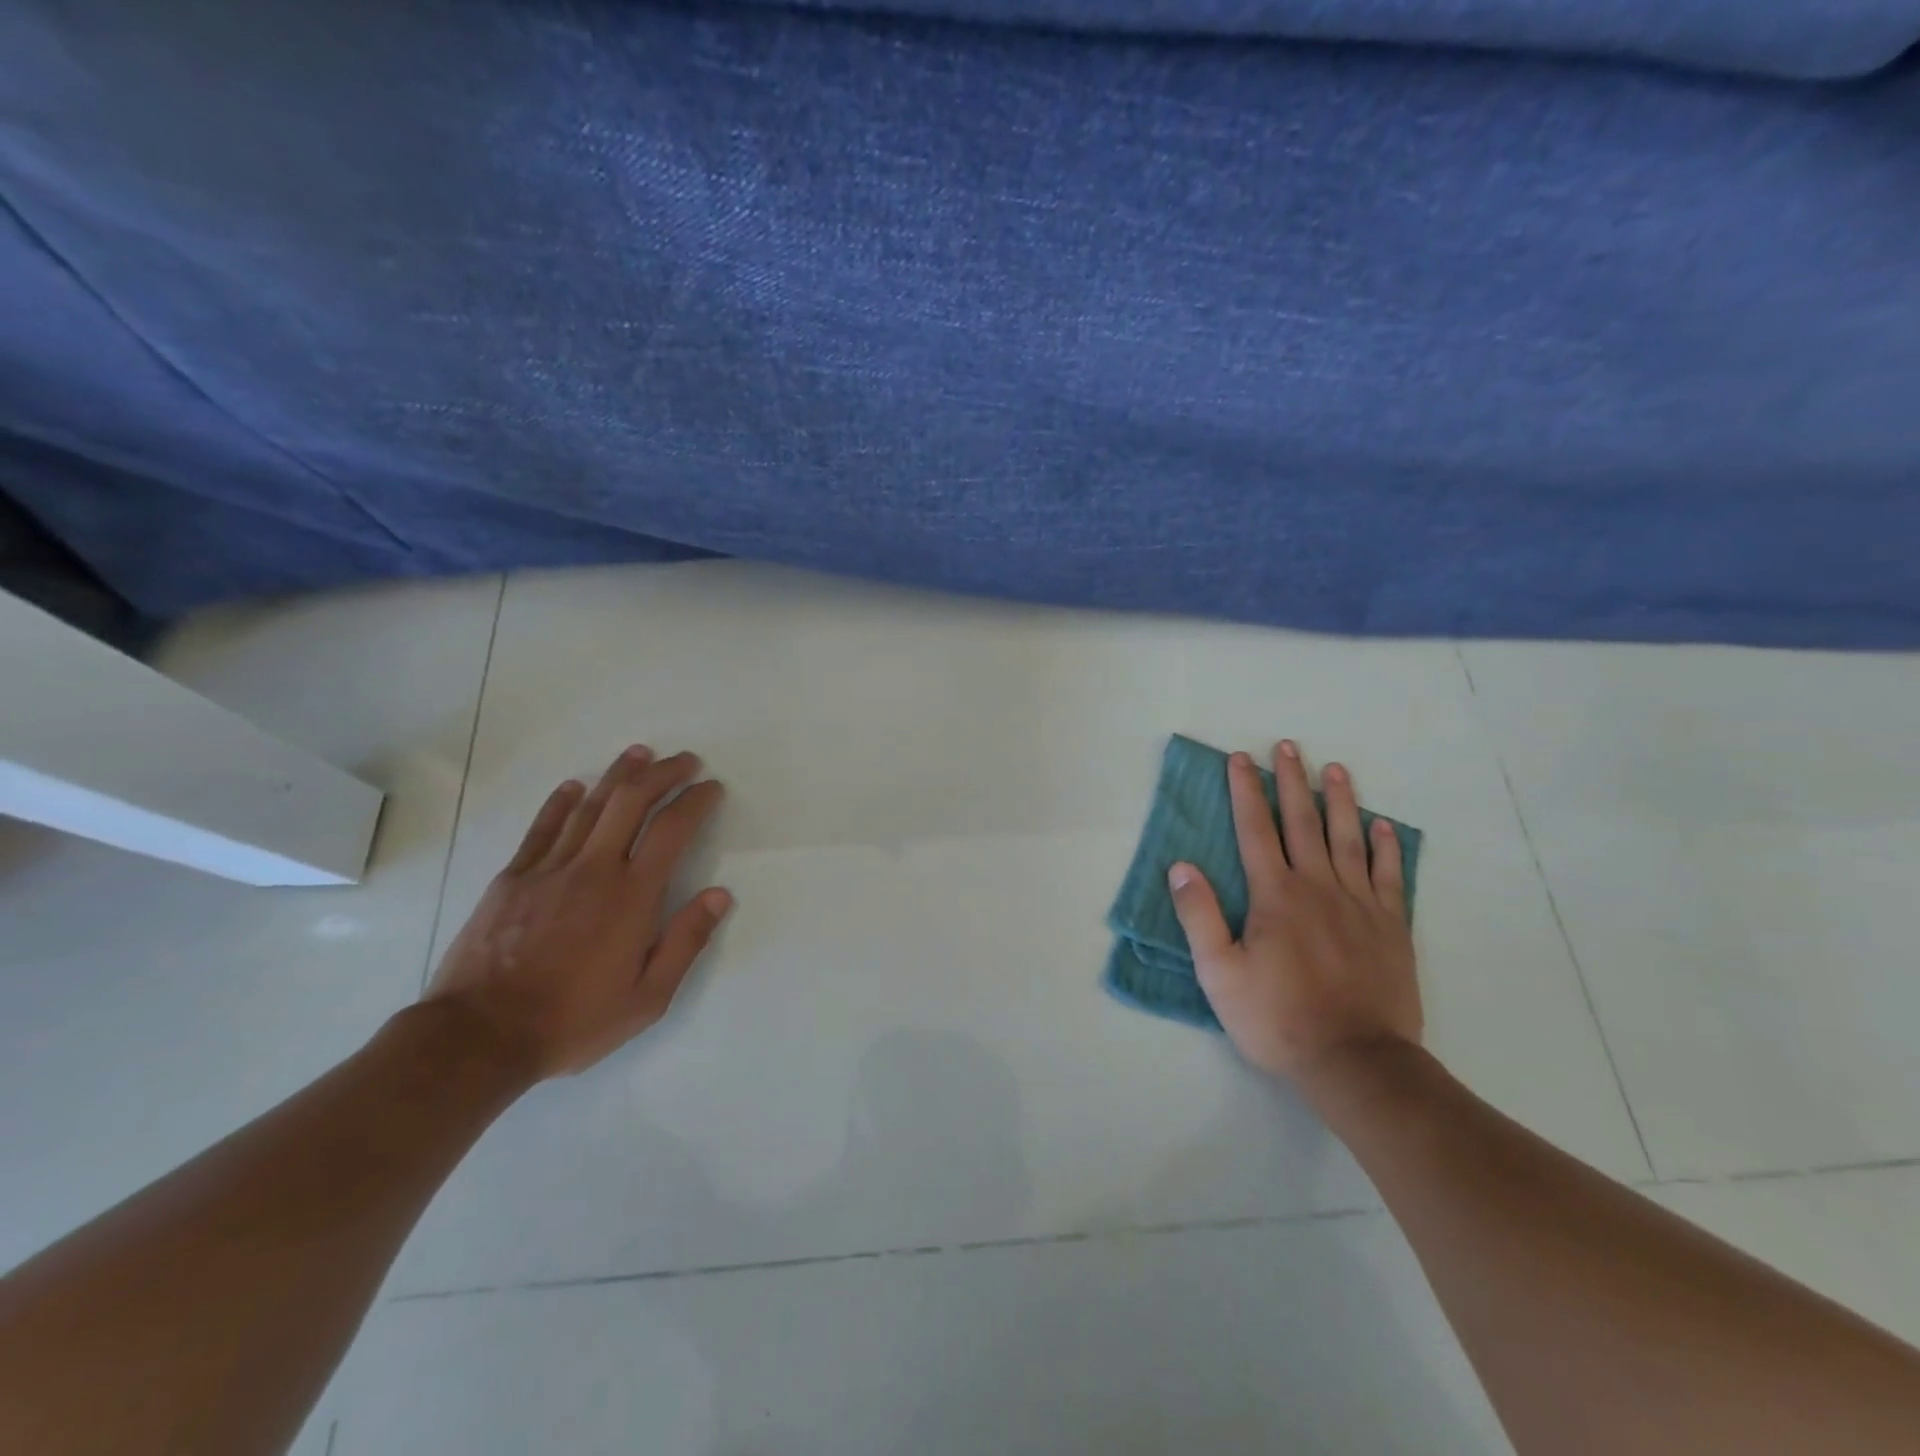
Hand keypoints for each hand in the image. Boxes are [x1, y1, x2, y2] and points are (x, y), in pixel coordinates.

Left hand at [425, 745, 731, 1079]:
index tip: (711, 787)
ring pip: (589, 806)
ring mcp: (548, 869)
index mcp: (631, 896)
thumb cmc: (573, 1020)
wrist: (479, 1037)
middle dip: (662, 773)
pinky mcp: (512, 879)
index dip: (695, 801)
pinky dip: (561, 803)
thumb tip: (720, 894)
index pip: (671, 830)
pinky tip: (573, 786)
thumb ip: (686, 941)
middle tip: (685, 760)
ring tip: (640, 754)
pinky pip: (541, 829)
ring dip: (619, 775)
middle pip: (631, 802)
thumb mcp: (647, 998)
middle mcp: (593, 869)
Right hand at [1168, 740, 1420, 1087]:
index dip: (1245, 792)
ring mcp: (1360, 904)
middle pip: (1302, 822)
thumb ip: (1199, 916)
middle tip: (1288, 746)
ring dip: (1340, 801)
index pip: (1255, 830)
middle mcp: (1318, 887)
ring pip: (1348, 839)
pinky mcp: (1392, 927)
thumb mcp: (1219, 974)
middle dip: (1291, 782)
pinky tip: (1382, 826)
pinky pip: (1390, 875)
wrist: (1356, 1062)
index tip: (1240, 759)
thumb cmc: (1277, 1019)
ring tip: (1335, 769)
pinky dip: (1385, 847)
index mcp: (1275, 896)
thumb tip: (1181, 866)